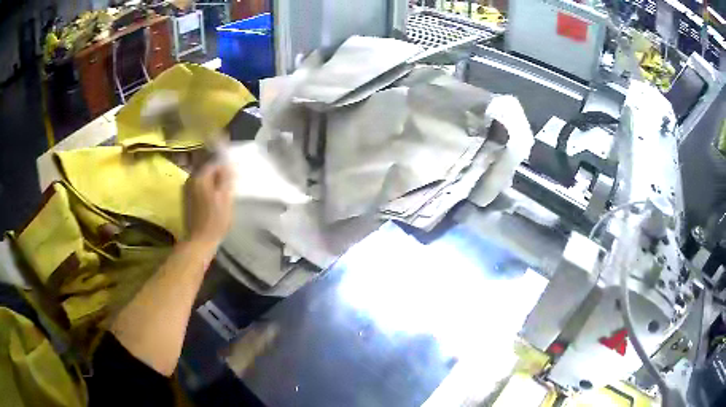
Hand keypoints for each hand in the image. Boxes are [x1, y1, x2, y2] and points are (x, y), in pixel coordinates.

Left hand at [185, 161, 233, 246]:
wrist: (198, 241)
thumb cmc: (215, 220)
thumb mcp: (226, 198)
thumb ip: (226, 177)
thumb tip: (227, 163)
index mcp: (200, 176)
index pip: (214, 161)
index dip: (224, 165)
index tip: (233, 173)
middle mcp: (190, 179)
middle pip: (206, 167)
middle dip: (217, 171)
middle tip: (229, 180)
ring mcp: (186, 189)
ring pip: (202, 177)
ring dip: (212, 180)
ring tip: (222, 188)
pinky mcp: (186, 198)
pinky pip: (198, 185)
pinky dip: (206, 187)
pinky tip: (213, 196)